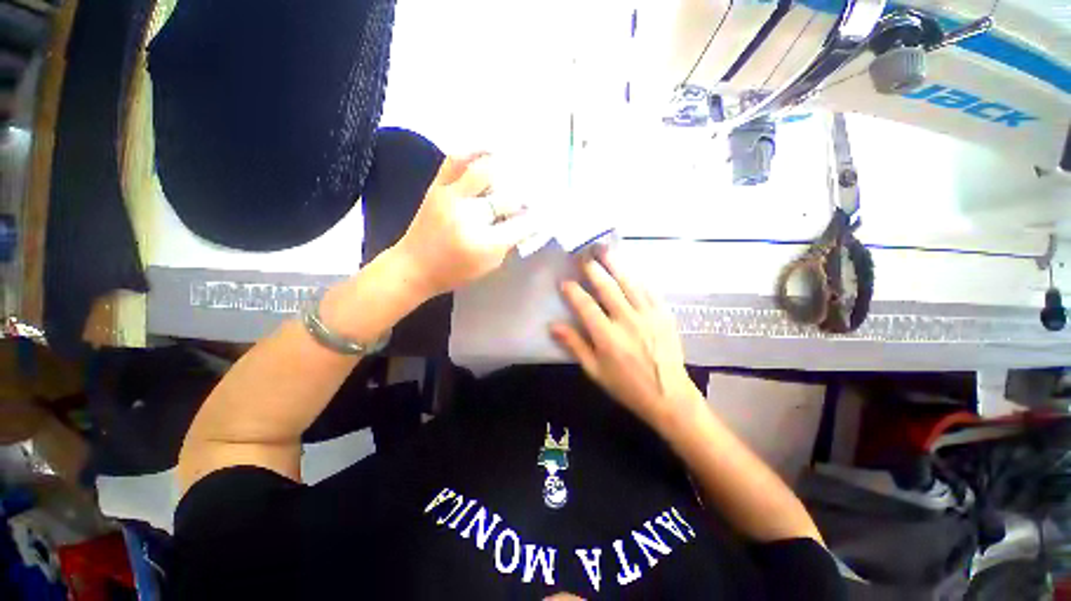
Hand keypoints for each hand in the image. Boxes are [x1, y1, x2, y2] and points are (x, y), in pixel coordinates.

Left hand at [392, 154, 535, 297]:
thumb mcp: (489, 264)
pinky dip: (474, 151)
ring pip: (483, 171)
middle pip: (507, 198)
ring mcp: (450, 198)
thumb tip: (525, 219)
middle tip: (534, 193)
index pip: (522, 224)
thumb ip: (508, 241)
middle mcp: (469, 217)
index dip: (537, 218)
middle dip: (526, 196)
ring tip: (518, 163)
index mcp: (485, 244)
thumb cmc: (455, 271)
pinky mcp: (436, 187)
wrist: (414, 267)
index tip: (546, 213)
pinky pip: (455, 161)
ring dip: (505, 167)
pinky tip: (489, 151)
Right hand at [550, 249, 702, 430]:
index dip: (573, 291)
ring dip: (614, 264)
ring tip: (603, 249)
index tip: (564, 281)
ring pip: (628, 282)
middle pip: (607, 287)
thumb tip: (553, 325)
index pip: (585, 305)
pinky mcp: (664, 314)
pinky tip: (628, 268)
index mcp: (607, 337)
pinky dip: (636, 276)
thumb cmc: (627, 386)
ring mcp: (648, 315)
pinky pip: (648, 289)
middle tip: (582, 254)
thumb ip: (575, 345)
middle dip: (592, 268)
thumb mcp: (595, 371)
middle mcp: (627, 320)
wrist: (669, 395)